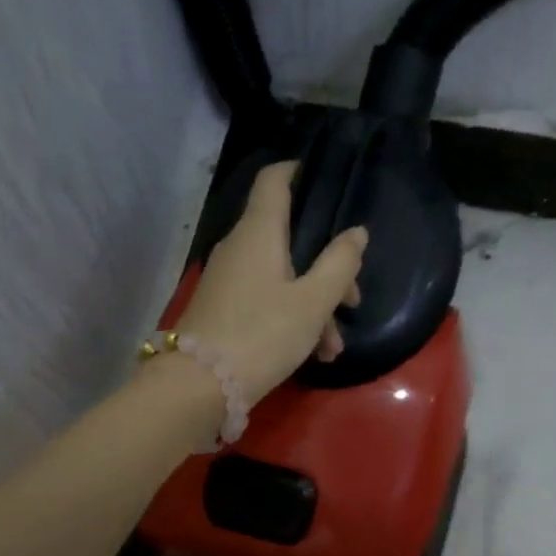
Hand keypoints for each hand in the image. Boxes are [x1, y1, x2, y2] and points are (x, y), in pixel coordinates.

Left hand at [174, 161, 366, 404]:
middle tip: (352, 301)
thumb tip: (356, 233)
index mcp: (260, 232)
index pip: (274, 180)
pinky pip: (266, 299)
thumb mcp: (313, 302)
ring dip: (314, 305)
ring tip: (333, 347)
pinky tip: (313, 354)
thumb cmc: (263, 334)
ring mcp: (228, 278)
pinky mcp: (223, 307)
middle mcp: (240, 246)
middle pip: (289, 238)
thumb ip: (340, 264)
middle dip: (327, 268)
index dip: (297, 171)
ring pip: (282, 276)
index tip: (322, 177)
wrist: (199, 385)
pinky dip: (292, 316)